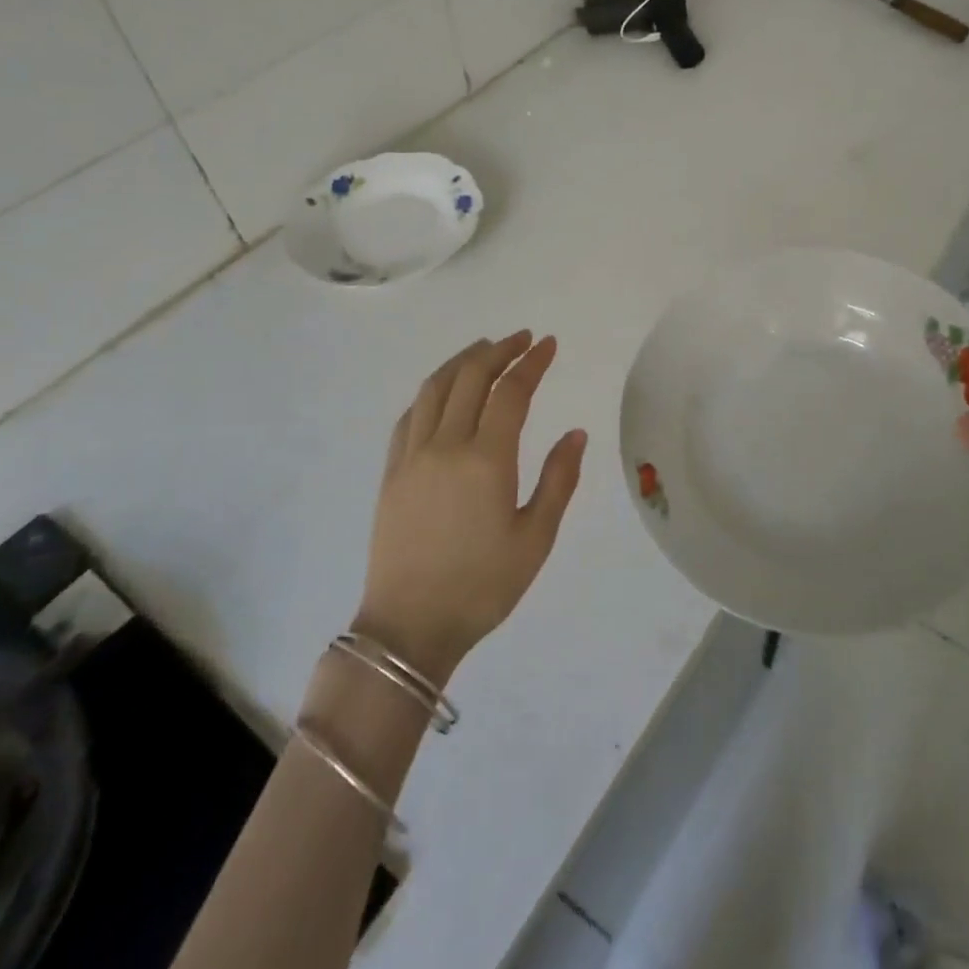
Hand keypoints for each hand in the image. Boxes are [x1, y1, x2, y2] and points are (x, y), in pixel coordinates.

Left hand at [353, 333, 586, 683]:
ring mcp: (412, 456)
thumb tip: (576, 433)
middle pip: (470, 378)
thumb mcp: (535, 539)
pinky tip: (443, 392)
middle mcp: (446, 446)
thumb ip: (559, 480)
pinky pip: (409, 415)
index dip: (532, 362)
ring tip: (484, 350)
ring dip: (462, 361)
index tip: (548, 344)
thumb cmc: (482, 587)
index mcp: (486, 460)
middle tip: (522, 339)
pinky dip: (431, 392)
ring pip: (434, 388)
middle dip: (499, 350)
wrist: (409, 628)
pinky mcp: (391, 473)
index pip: (511, 392)